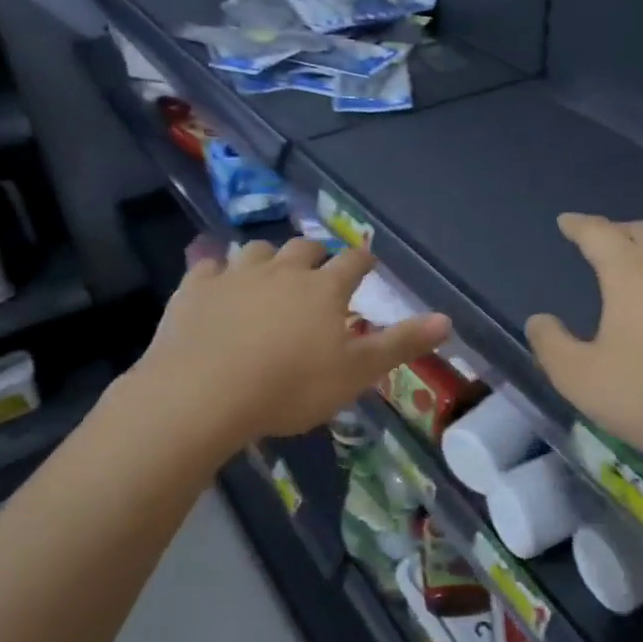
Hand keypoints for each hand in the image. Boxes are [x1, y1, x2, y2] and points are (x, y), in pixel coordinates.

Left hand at [135, 238, 450, 452]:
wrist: (204, 393)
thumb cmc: (290, 386)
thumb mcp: (356, 372)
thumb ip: (400, 344)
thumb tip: (447, 319)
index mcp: (324, 289)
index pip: (353, 262)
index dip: (363, 261)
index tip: (368, 262)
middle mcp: (282, 270)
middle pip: (304, 248)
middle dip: (316, 254)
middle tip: (319, 267)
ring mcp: (236, 275)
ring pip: (257, 250)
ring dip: (268, 257)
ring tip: (269, 272)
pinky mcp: (195, 288)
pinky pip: (208, 266)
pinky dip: (217, 271)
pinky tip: (216, 282)